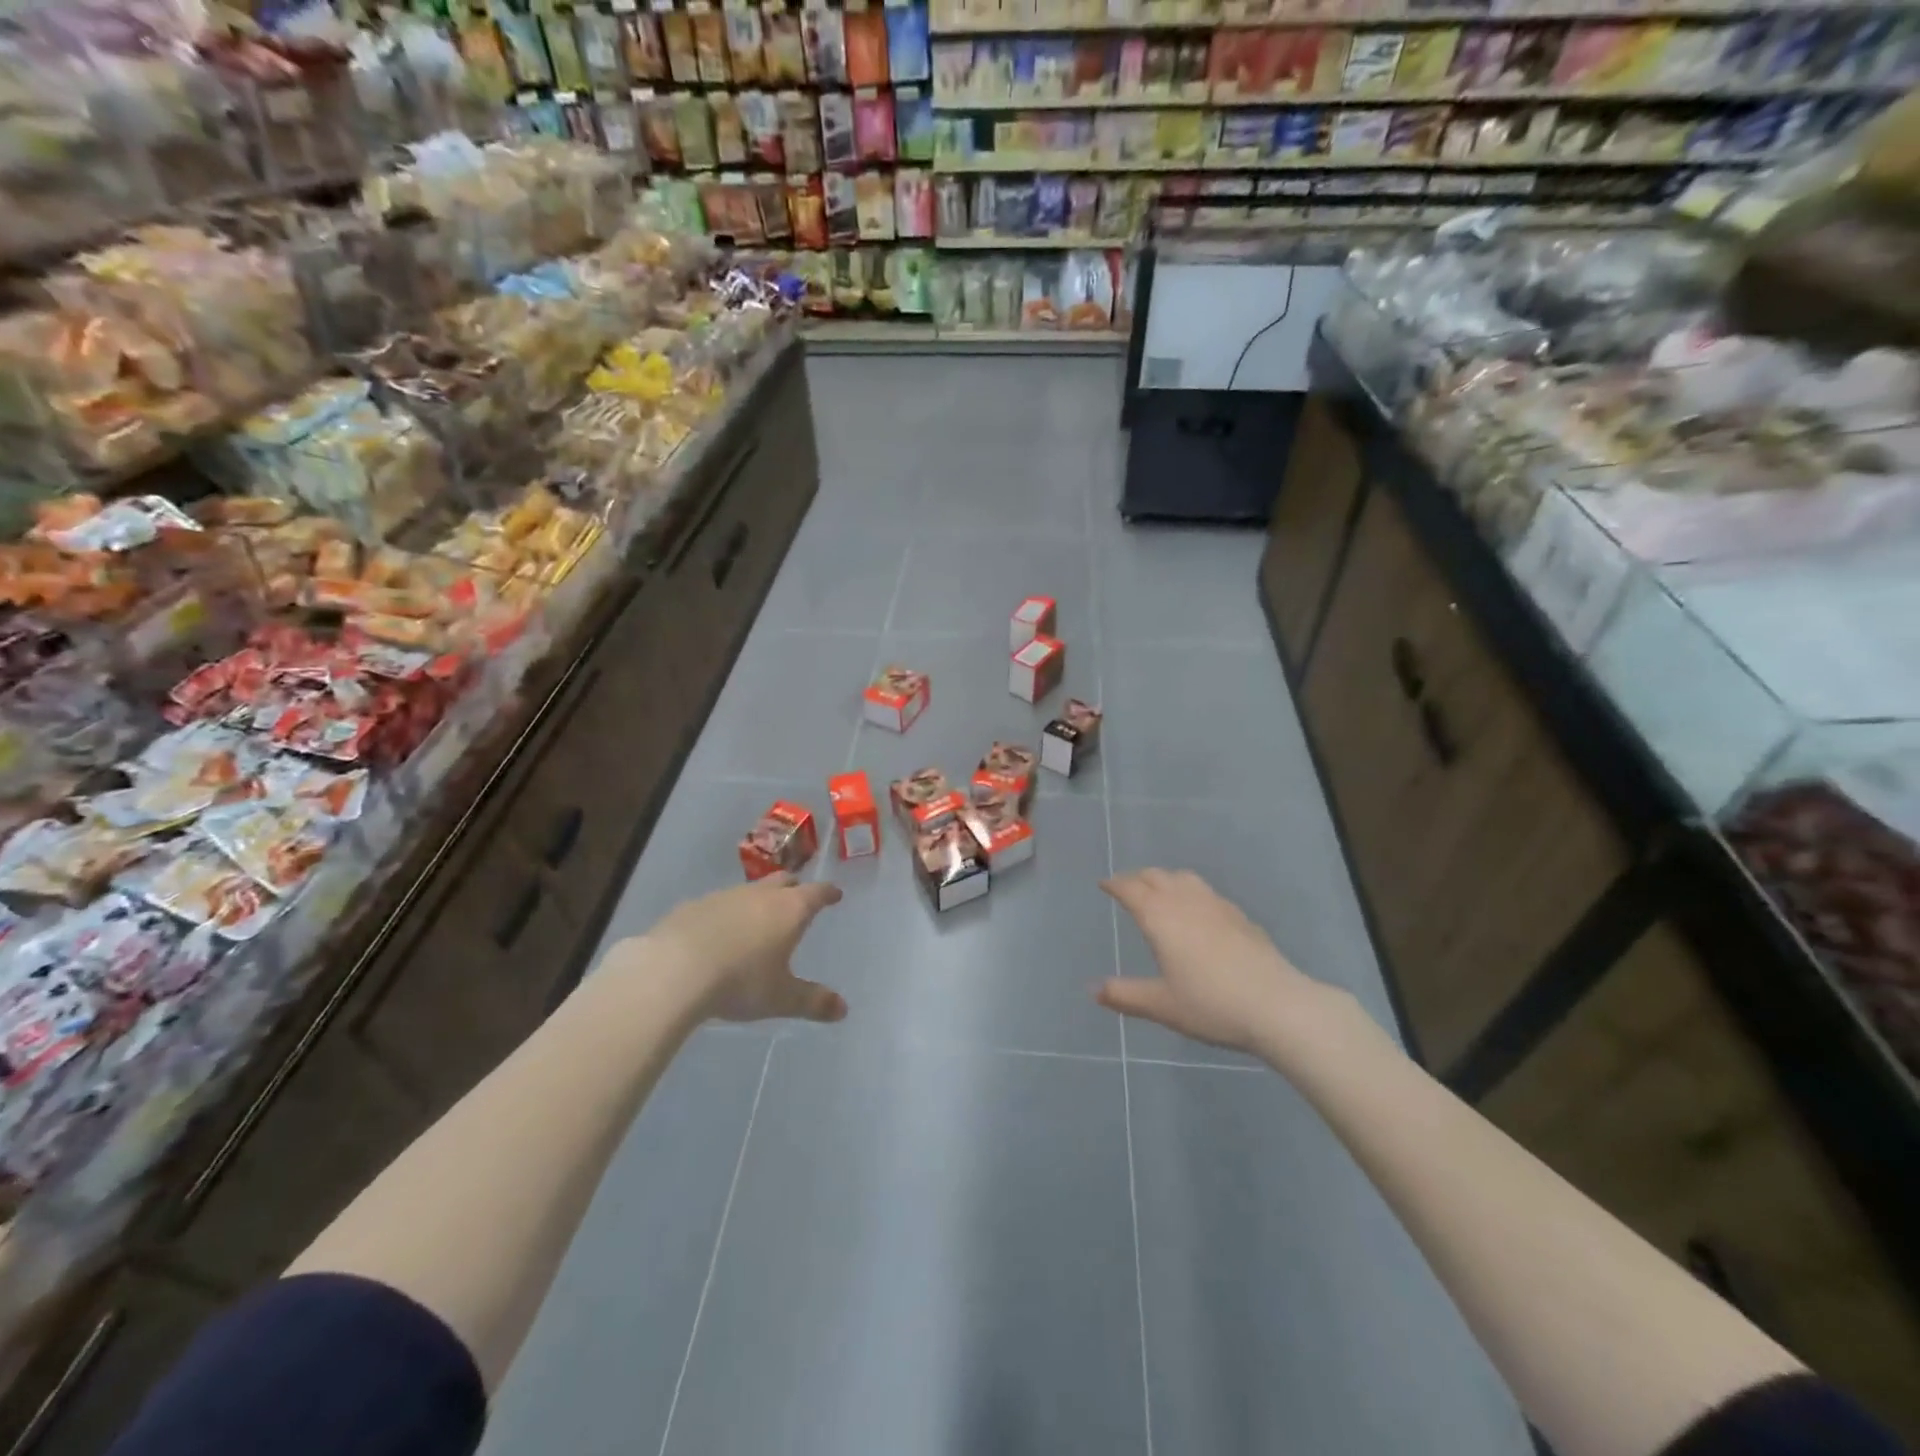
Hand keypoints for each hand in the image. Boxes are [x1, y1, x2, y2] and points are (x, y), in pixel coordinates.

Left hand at [632, 875, 846, 1024]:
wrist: (673, 970)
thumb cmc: (739, 981)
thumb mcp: (780, 998)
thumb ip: (813, 1001)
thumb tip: (844, 1009)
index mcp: (789, 910)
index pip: (816, 893)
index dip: (828, 893)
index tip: (835, 894)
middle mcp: (760, 895)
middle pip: (784, 881)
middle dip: (795, 888)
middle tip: (800, 897)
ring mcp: (724, 896)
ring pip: (750, 891)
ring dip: (758, 900)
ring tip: (758, 918)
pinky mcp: (693, 906)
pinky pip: (718, 904)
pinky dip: (726, 914)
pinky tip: (718, 932)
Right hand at [1096, 869, 1334, 1056]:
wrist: (1277, 1006)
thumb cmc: (1211, 1005)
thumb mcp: (1162, 1005)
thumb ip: (1125, 995)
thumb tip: (1093, 990)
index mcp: (1160, 917)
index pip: (1131, 889)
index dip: (1115, 884)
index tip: (1104, 884)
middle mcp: (1185, 901)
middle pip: (1156, 876)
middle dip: (1137, 878)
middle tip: (1126, 886)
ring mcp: (1216, 905)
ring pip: (1184, 878)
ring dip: (1165, 879)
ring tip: (1160, 890)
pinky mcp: (1240, 916)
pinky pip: (1206, 892)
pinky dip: (1190, 892)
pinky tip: (1198, 911)